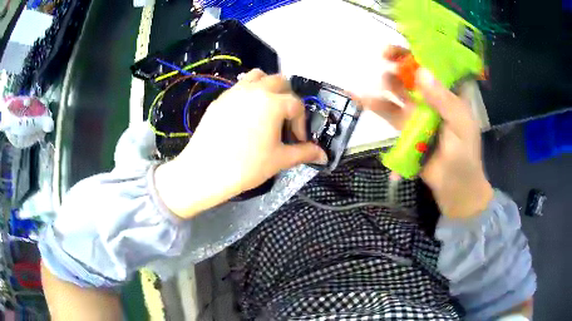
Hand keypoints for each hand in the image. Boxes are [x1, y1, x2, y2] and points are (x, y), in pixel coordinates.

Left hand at [155, 69, 327, 218]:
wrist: (205, 171)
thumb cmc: (246, 166)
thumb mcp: (279, 160)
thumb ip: (304, 153)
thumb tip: (324, 155)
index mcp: (273, 102)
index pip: (296, 105)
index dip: (301, 123)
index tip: (298, 140)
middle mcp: (254, 90)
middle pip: (279, 81)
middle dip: (288, 98)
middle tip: (285, 119)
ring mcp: (234, 92)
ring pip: (257, 77)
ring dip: (267, 88)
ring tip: (267, 109)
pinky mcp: (219, 99)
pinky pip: (239, 87)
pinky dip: (249, 94)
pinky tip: (245, 116)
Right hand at [360, 47, 492, 218]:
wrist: (454, 188)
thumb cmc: (465, 157)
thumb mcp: (461, 127)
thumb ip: (444, 102)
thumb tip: (421, 73)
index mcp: (450, 93)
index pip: (434, 65)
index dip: (419, 51)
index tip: (404, 41)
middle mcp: (433, 98)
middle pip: (413, 73)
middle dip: (399, 62)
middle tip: (385, 55)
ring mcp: (418, 112)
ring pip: (399, 90)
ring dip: (388, 82)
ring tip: (380, 80)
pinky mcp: (405, 127)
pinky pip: (389, 113)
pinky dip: (375, 105)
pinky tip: (361, 97)